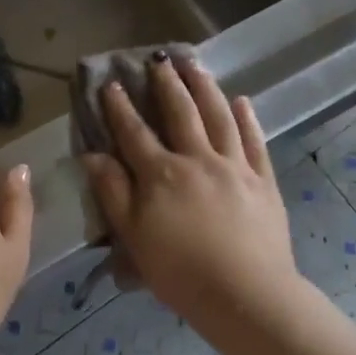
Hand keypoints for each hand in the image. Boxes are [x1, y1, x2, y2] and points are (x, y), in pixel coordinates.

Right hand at [78, 53, 302, 332]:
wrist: (246, 295)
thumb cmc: (180, 271)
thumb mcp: (134, 236)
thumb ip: (113, 192)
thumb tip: (92, 155)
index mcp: (162, 174)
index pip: (135, 132)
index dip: (121, 107)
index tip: (112, 83)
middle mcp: (198, 159)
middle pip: (181, 113)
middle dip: (167, 84)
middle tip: (160, 59)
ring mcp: (235, 167)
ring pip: (219, 117)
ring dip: (206, 88)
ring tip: (196, 65)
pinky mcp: (263, 181)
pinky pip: (255, 141)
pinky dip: (248, 118)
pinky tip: (242, 101)